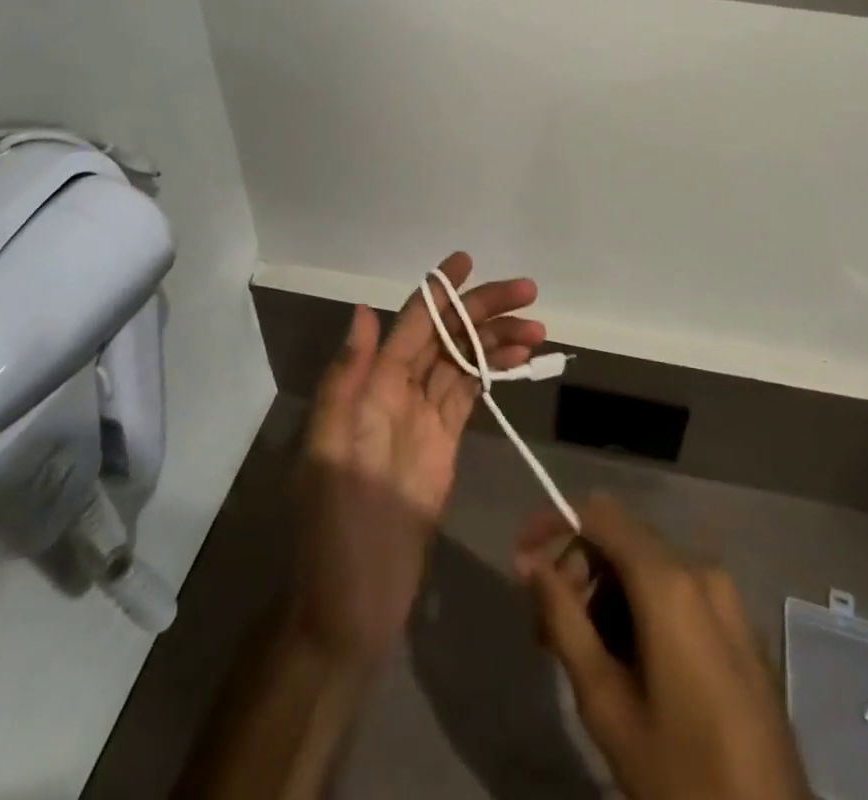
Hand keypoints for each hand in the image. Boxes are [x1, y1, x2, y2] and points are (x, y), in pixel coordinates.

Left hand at [290, 251, 543, 666]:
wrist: (352, 606)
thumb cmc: (335, 531)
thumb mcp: (329, 453)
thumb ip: (346, 380)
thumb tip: (364, 311)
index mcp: (370, 386)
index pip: (411, 323)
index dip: (439, 290)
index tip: (468, 261)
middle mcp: (396, 392)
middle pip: (446, 336)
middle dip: (483, 310)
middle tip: (528, 294)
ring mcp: (422, 418)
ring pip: (464, 361)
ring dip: (496, 340)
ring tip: (537, 329)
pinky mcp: (444, 446)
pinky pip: (470, 394)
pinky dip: (493, 372)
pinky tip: (517, 360)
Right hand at [516, 495, 811, 799]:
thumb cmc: (681, 775)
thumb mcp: (606, 703)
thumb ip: (563, 620)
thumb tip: (529, 563)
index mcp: (669, 582)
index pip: (600, 515)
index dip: (555, 523)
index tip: (521, 561)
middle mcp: (700, 569)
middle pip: (622, 540)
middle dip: (578, 572)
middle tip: (546, 632)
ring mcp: (726, 595)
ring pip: (647, 567)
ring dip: (607, 596)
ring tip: (583, 656)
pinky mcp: (740, 623)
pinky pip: (677, 591)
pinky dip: (641, 608)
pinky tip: (627, 663)